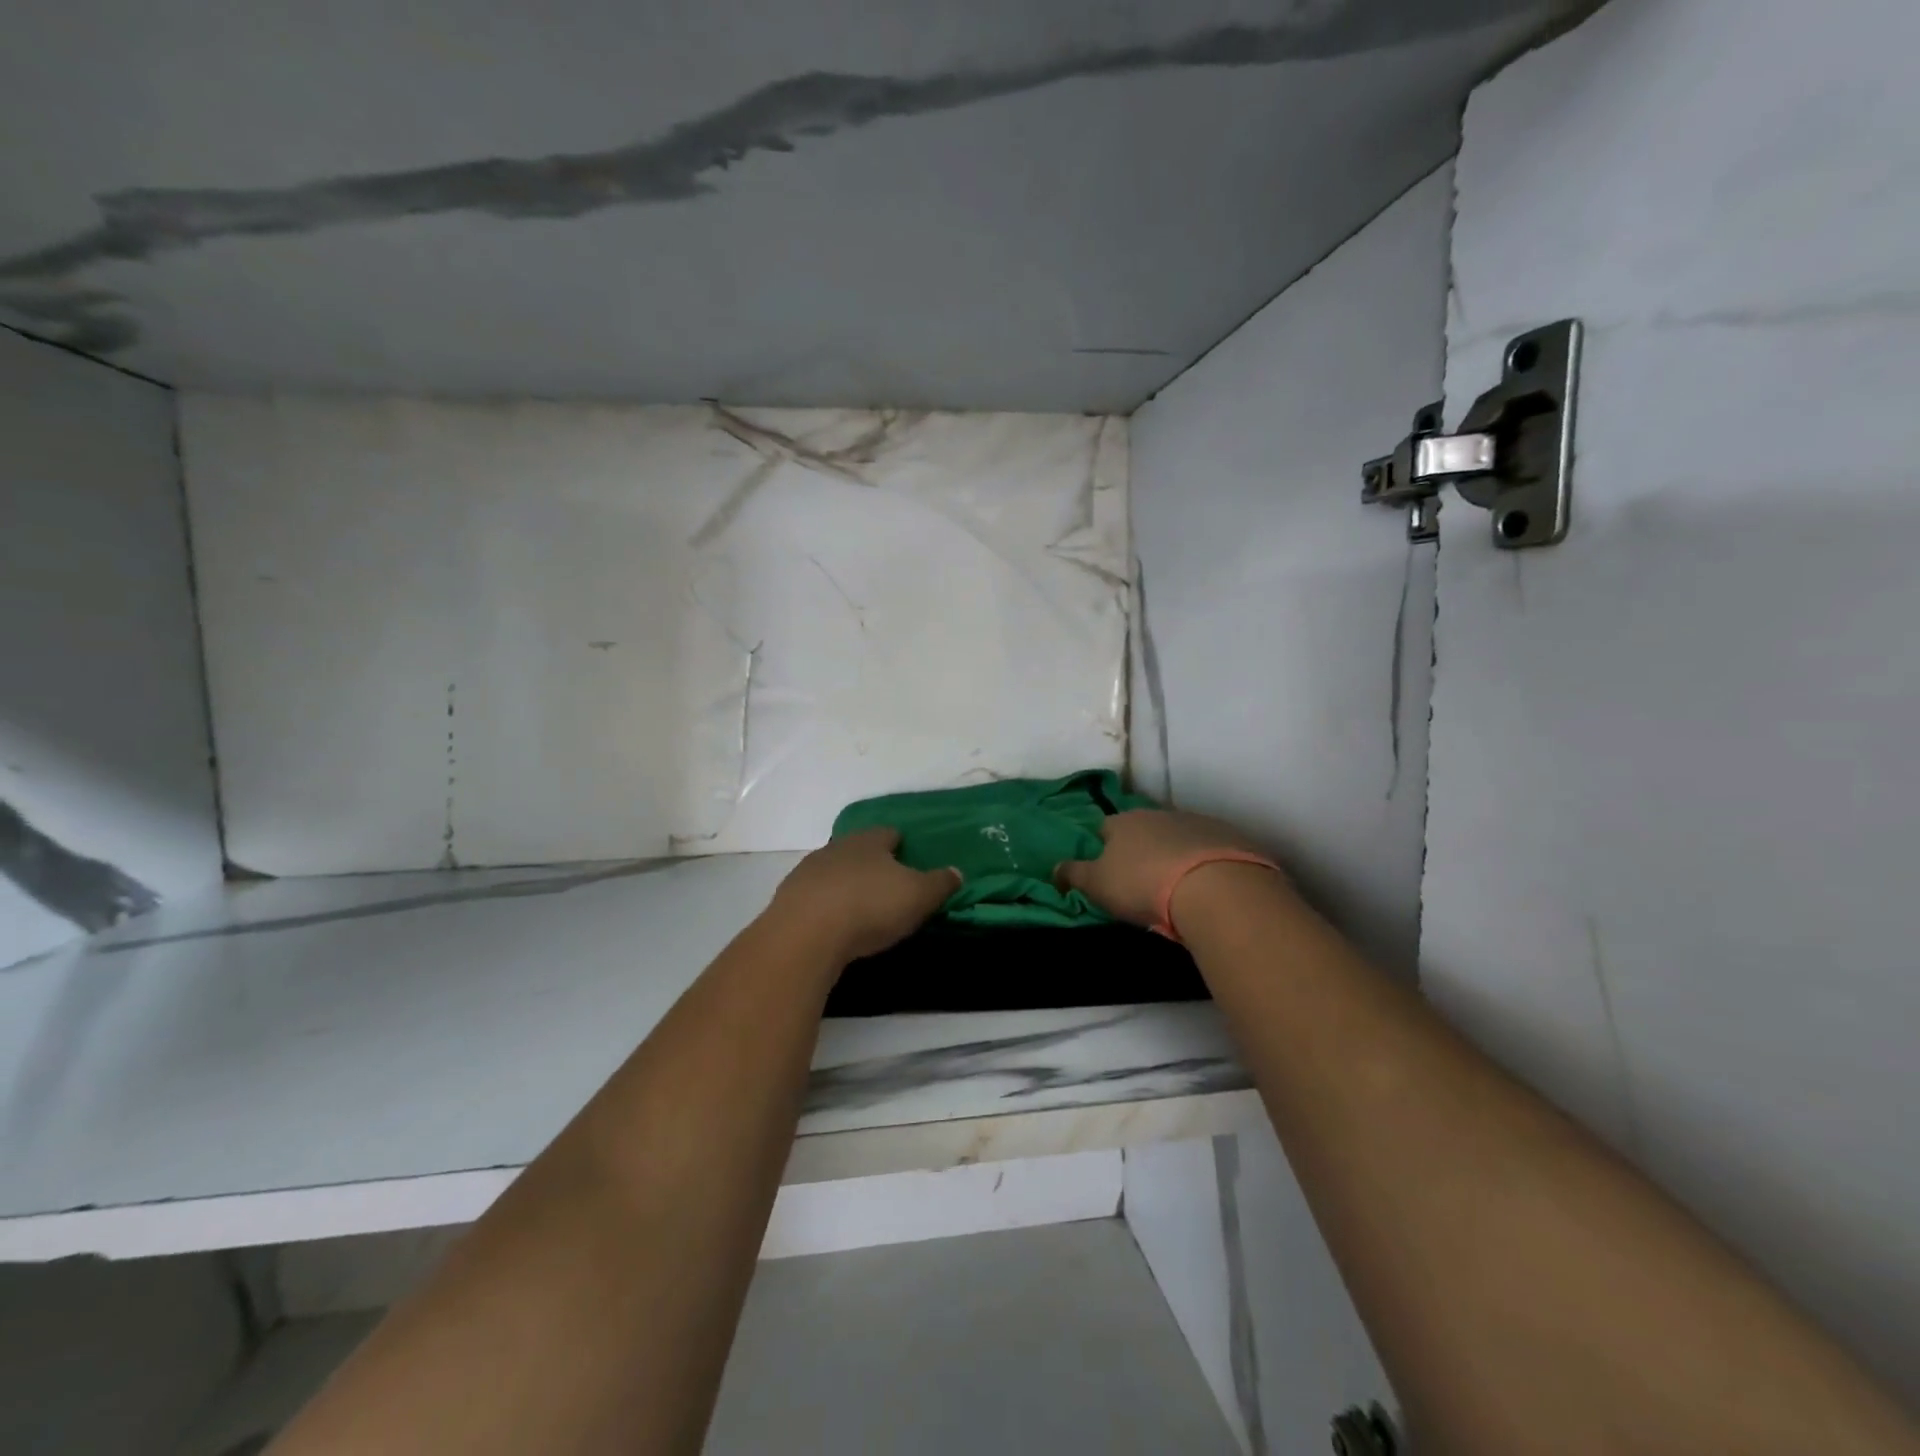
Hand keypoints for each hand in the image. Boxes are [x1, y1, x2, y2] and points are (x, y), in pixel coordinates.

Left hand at [766, 828, 960, 963]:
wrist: (805, 935)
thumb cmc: (870, 907)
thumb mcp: (918, 896)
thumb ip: (939, 883)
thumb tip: (957, 871)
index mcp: (869, 841)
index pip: (888, 833)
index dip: (900, 843)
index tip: (908, 856)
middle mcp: (837, 847)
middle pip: (857, 849)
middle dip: (871, 863)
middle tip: (886, 883)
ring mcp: (808, 871)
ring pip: (833, 871)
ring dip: (845, 883)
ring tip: (859, 905)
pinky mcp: (788, 898)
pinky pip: (814, 896)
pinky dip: (825, 904)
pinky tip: (833, 923)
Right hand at [1057, 809, 1288, 933]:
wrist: (1214, 888)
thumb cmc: (1143, 885)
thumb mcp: (1097, 885)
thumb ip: (1073, 874)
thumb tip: (1053, 868)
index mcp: (1122, 823)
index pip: (1105, 828)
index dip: (1103, 846)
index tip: (1107, 868)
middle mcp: (1157, 814)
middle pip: (1143, 829)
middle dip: (1141, 849)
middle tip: (1142, 880)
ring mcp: (1195, 822)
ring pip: (1177, 836)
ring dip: (1174, 853)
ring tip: (1177, 885)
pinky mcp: (1228, 836)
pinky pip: (1209, 847)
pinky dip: (1205, 861)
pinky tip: (1207, 885)